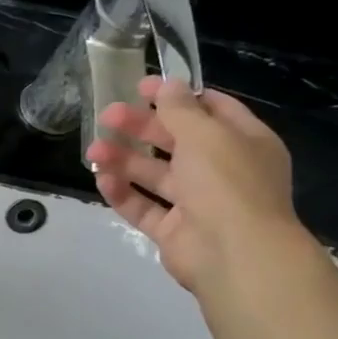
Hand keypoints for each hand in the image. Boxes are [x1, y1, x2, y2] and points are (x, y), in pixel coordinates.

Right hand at [88, 75, 310, 293]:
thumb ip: (180, 108)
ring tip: (93, 150)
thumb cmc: (227, 183)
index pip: (211, 110)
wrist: (236, 254)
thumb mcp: (205, 134)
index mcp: (244, 143)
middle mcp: (222, 170)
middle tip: (107, 116)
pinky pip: (144, 207)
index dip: (177, 96)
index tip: (141, 87)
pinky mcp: (174, 230)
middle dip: (140, 127)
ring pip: (155, 174)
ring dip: (124, 159)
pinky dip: (123, 192)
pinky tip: (102, 179)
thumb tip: (168, 84)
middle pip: (176, 141)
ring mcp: (198, 203)